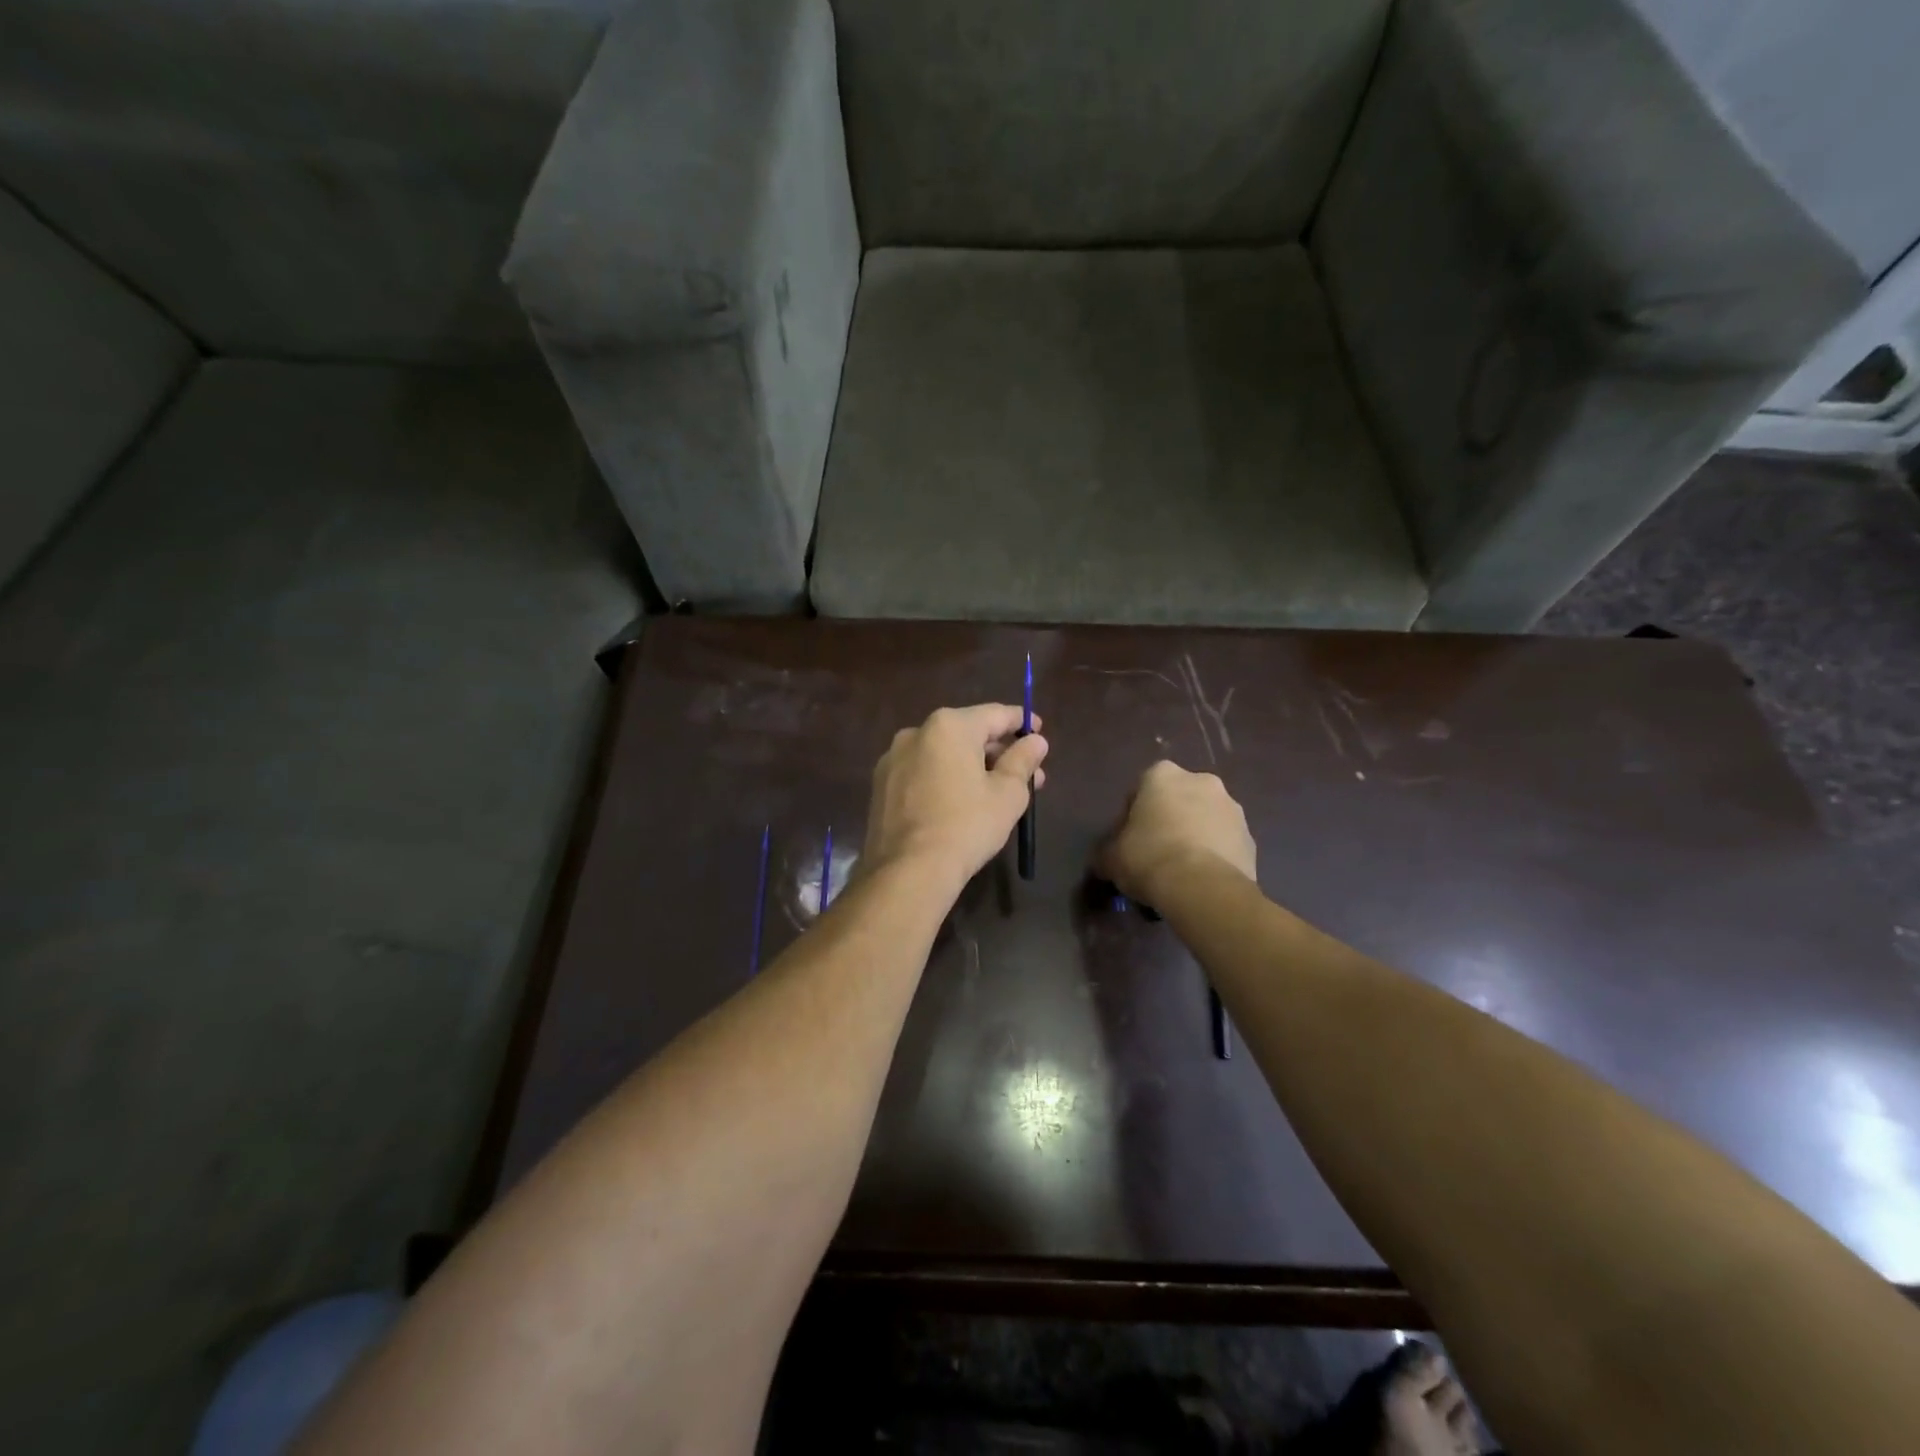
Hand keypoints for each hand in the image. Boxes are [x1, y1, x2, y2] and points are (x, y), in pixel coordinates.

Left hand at [863, 705, 1047, 887]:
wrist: (908, 871)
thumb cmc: (967, 826)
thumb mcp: (1008, 794)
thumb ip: (1023, 760)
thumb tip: (1036, 741)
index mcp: (949, 726)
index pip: (995, 714)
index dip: (1022, 722)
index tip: (1039, 731)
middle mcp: (916, 732)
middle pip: (968, 734)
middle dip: (999, 752)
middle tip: (1027, 775)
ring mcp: (893, 759)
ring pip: (943, 755)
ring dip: (972, 768)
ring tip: (996, 793)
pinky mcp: (881, 786)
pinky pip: (923, 773)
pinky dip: (945, 780)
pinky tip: (960, 805)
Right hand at [1100, 761, 1255, 902]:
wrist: (1203, 889)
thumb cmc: (1148, 858)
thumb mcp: (1110, 857)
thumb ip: (1107, 852)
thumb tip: (1105, 861)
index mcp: (1163, 775)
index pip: (1140, 789)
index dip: (1131, 817)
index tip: (1128, 842)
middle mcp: (1202, 781)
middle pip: (1178, 801)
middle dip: (1168, 822)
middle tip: (1154, 855)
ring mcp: (1233, 809)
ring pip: (1205, 821)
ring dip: (1194, 838)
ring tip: (1180, 874)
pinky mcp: (1251, 839)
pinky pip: (1225, 845)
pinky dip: (1214, 857)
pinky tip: (1200, 882)